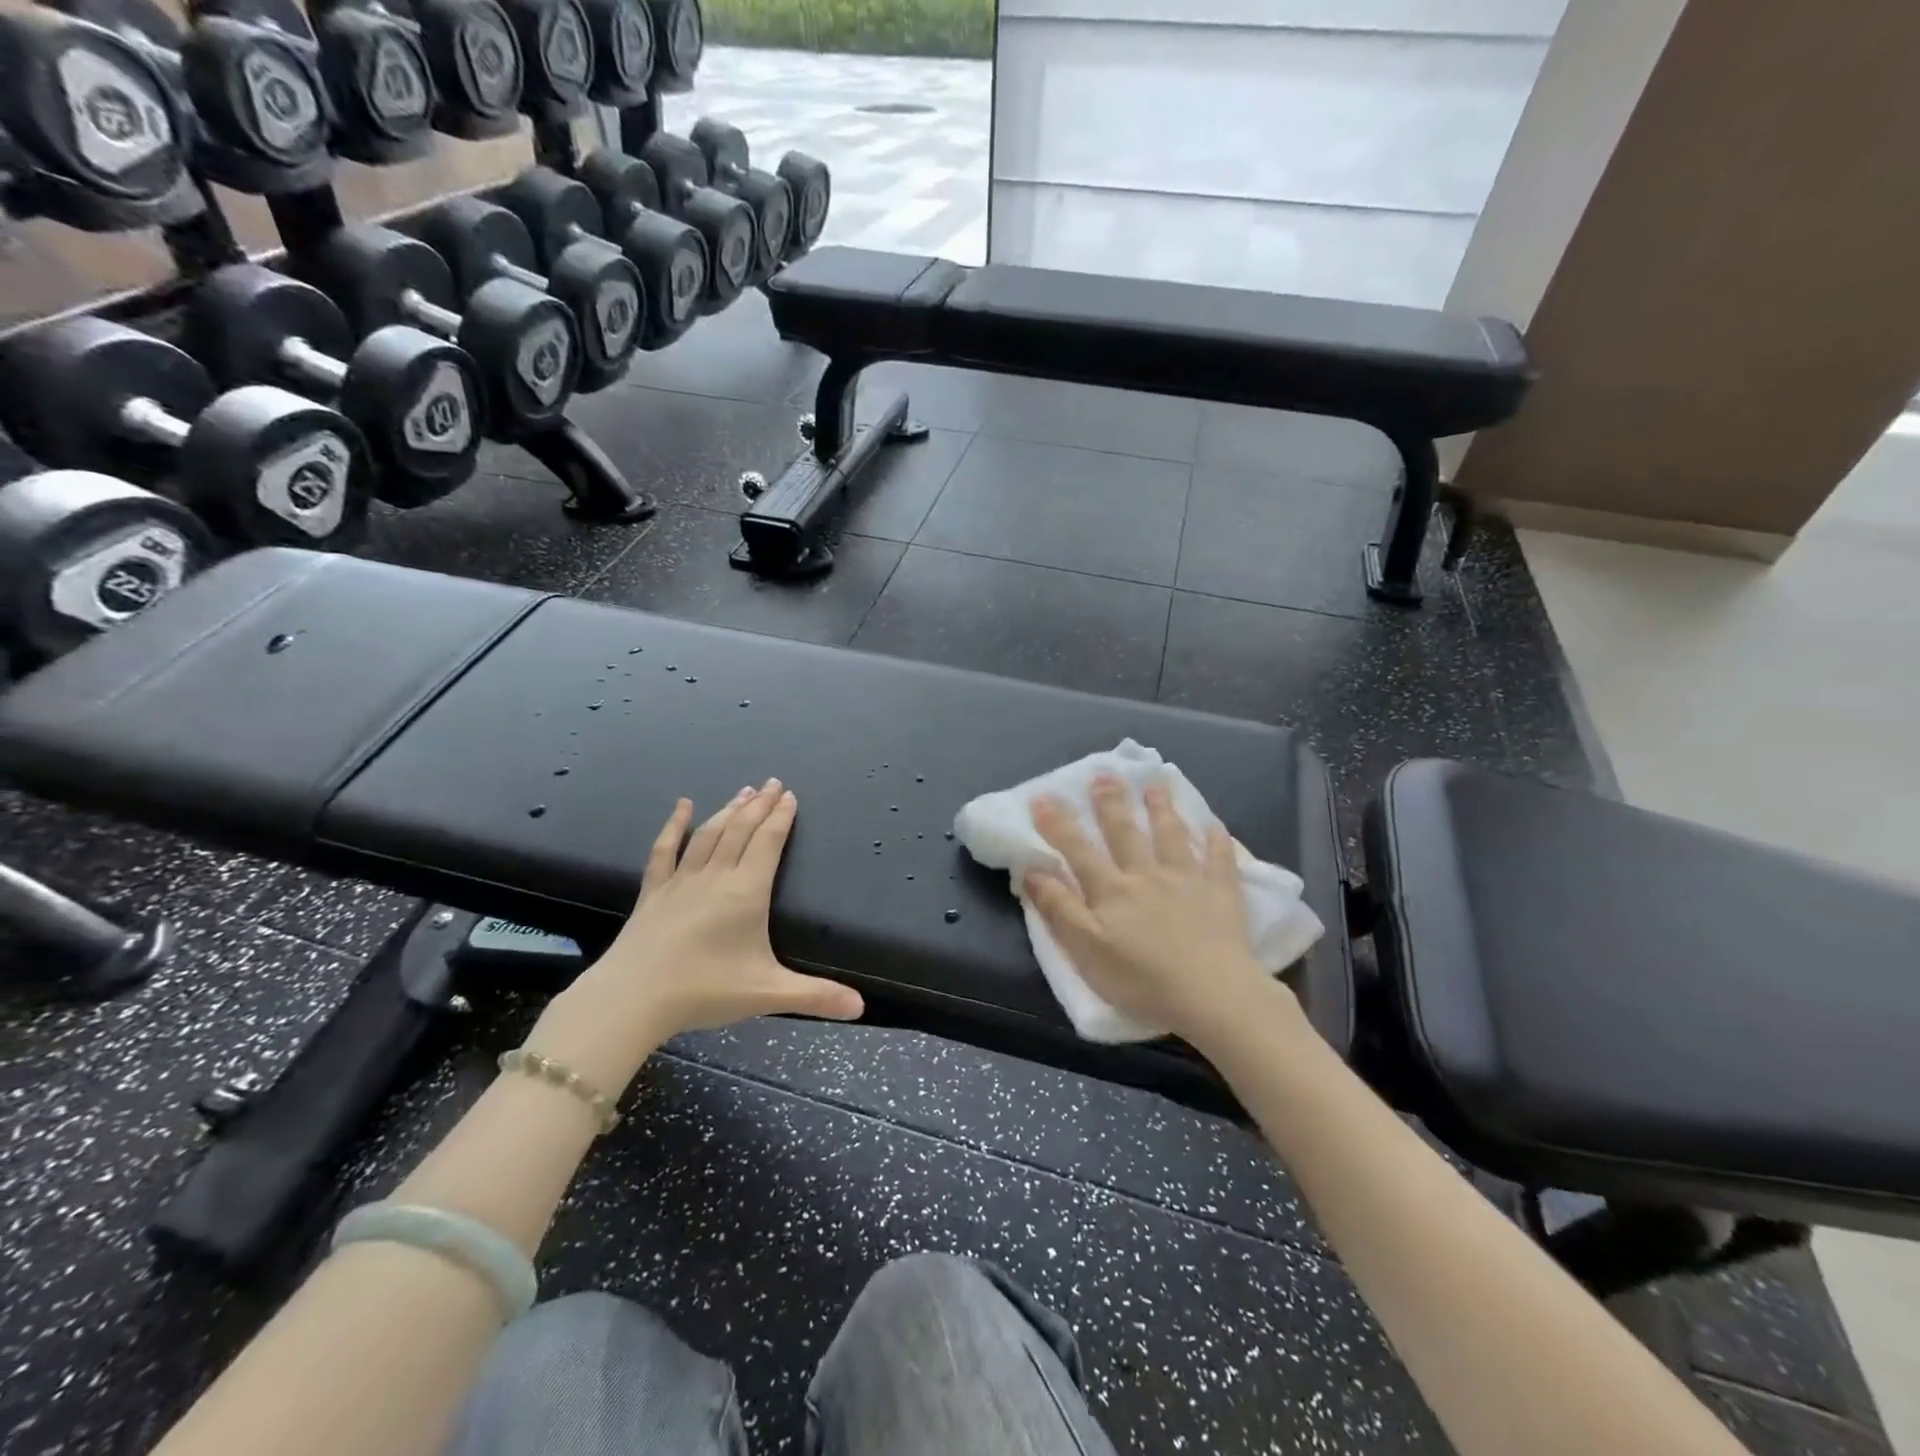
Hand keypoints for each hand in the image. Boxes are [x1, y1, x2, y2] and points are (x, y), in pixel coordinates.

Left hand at [527, 781, 863, 1092]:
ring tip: (744, 791)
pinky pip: (665, 850)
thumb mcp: (767, 994)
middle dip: (760, 805)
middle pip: (740, 830)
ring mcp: (681, 881)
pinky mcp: (653, 891)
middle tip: (773, 782)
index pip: (768, 843)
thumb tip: (861, 1007)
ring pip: (709, 834)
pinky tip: (682, 805)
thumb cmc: (704, 991)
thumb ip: (816, 996)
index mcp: (746, 892)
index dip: (781, 818)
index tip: (790, 795)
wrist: (632, 999)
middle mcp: (716, 876)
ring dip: (728, 809)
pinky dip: (674, 825)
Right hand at [1025, 775, 1292, 1046]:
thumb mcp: (1086, 950)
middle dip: (1111, 803)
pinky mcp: (1221, 894)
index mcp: (1111, 890)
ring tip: (1156, 785)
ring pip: (1171, 836)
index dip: (1057, 823)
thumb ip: (1059, 909)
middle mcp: (1147, 875)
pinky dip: (1217, 840)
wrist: (1212, 996)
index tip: (1042, 796)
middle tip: (1104, 774)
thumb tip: (1032, 871)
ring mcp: (1187, 880)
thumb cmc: (1142, 980)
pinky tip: (1215, 825)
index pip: (1077, 849)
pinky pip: (1220, 860)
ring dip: (1161, 808)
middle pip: (1125, 833)